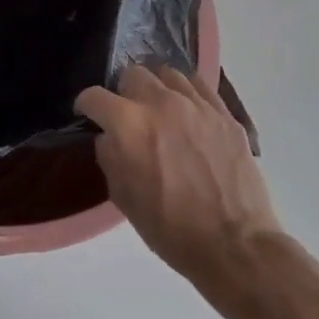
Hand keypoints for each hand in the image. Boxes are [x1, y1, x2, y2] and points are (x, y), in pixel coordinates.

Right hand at [76, 66, 282, 286]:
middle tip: (127, 115)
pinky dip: (186, 93)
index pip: (94, 96)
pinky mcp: (225, 114)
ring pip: (168, 74)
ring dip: (156, 89)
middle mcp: (161, 103)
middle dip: (123, 92)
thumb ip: (109, 157)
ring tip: (159, 110)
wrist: (232, 243)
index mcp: (128, 124)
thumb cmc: (168, 226)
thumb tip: (109, 137)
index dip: (86, 106)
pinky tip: (187, 112)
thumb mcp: (122, 197)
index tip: (88, 115)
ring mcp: (197, 105)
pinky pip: (200, 86)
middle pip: (133, 74)